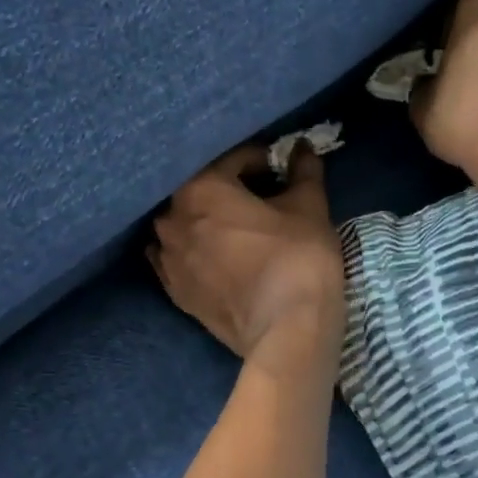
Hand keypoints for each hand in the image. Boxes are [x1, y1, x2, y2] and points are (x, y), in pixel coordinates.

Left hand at [149, 143, 344, 361]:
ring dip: (210, 220)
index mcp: (200, 188)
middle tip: (265, 199)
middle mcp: (172, 218)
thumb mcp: (309, 206)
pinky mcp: (174, 292)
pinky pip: (180, 258)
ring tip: (241, 229)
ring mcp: (168, 259)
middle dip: (232, 189)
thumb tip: (303, 147)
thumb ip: (303, 170)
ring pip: (187, 224)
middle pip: (204, 190)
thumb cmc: (298, 256)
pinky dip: (197, 251)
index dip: (263, 161)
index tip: (283, 172)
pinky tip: (220, 257)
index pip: (233, 160)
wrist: (286, 331)